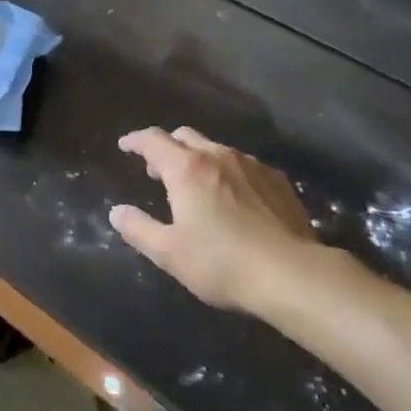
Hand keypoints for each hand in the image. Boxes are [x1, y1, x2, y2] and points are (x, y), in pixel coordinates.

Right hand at [109, 127, 318, 313]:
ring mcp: (251, 164)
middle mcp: (217, 155)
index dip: (135, 140)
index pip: (153, 140)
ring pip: (215, 148)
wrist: (293, 275)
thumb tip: (117, 212)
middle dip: (167, 147)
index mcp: (186, 168)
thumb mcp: (170, 253)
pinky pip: (243, 165)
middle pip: (185, 136)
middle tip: (158, 170)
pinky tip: (234, 198)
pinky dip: (228, 172)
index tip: (125, 145)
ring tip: (196, 185)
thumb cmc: (222, 263)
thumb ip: (138, 229)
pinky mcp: (277, 180)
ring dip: (198, 159)